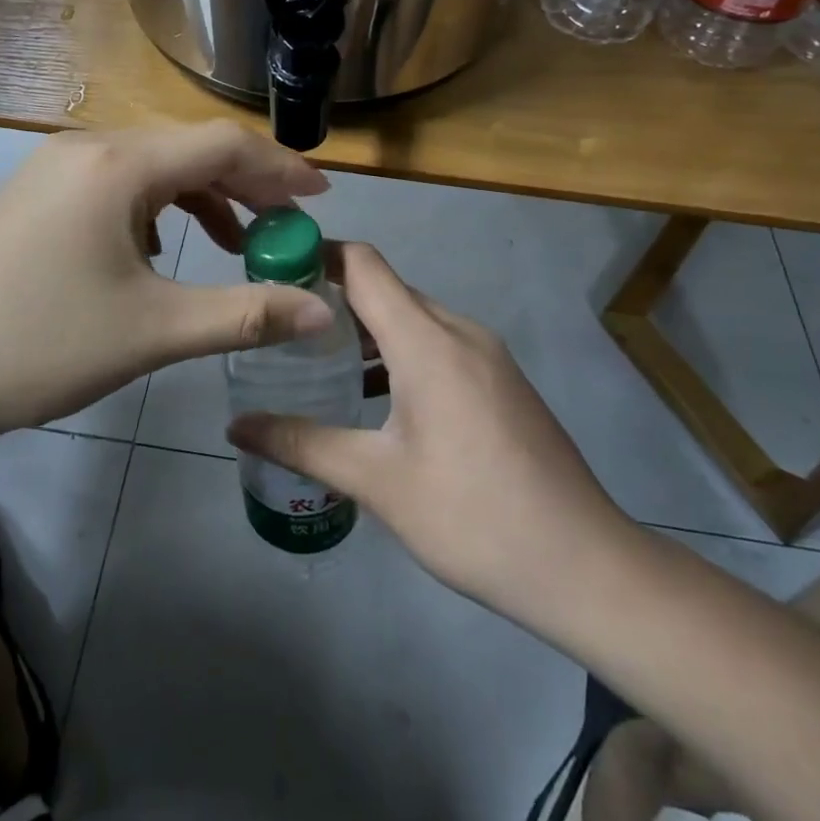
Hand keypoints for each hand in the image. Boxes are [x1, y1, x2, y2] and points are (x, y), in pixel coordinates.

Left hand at [0, 122, 333, 450]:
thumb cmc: (41, 346)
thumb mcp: (155, 331)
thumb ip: (246, 314)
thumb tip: (322, 313)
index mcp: (116, 165)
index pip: (221, 145)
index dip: (280, 168)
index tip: (321, 198)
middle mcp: (86, 147)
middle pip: (187, 150)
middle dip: (245, 185)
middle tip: (286, 225)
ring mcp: (54, 167)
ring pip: (151, 168)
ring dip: (201, 198)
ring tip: (235, 242)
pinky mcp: (37, 194)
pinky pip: (117, 185)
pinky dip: (157, 210)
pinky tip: (162, 251)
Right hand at [227, 243, 628, 622]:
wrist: (583, 565)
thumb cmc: (472, 516)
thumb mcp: (376, 482)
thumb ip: (302, 444)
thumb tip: (236, 426)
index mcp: (427, 340)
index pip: (364, 265)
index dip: (317, 255)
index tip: (271, 270)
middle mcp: (459, 331)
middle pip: (386, 289)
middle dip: (332, 299)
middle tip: (280, 328)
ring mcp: (486, 355)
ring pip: (413, 319)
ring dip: (366, 331)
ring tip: (316, 363)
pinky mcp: (500, 381)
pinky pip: (437, 345)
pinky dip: (398, 353)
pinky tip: (374, 398)